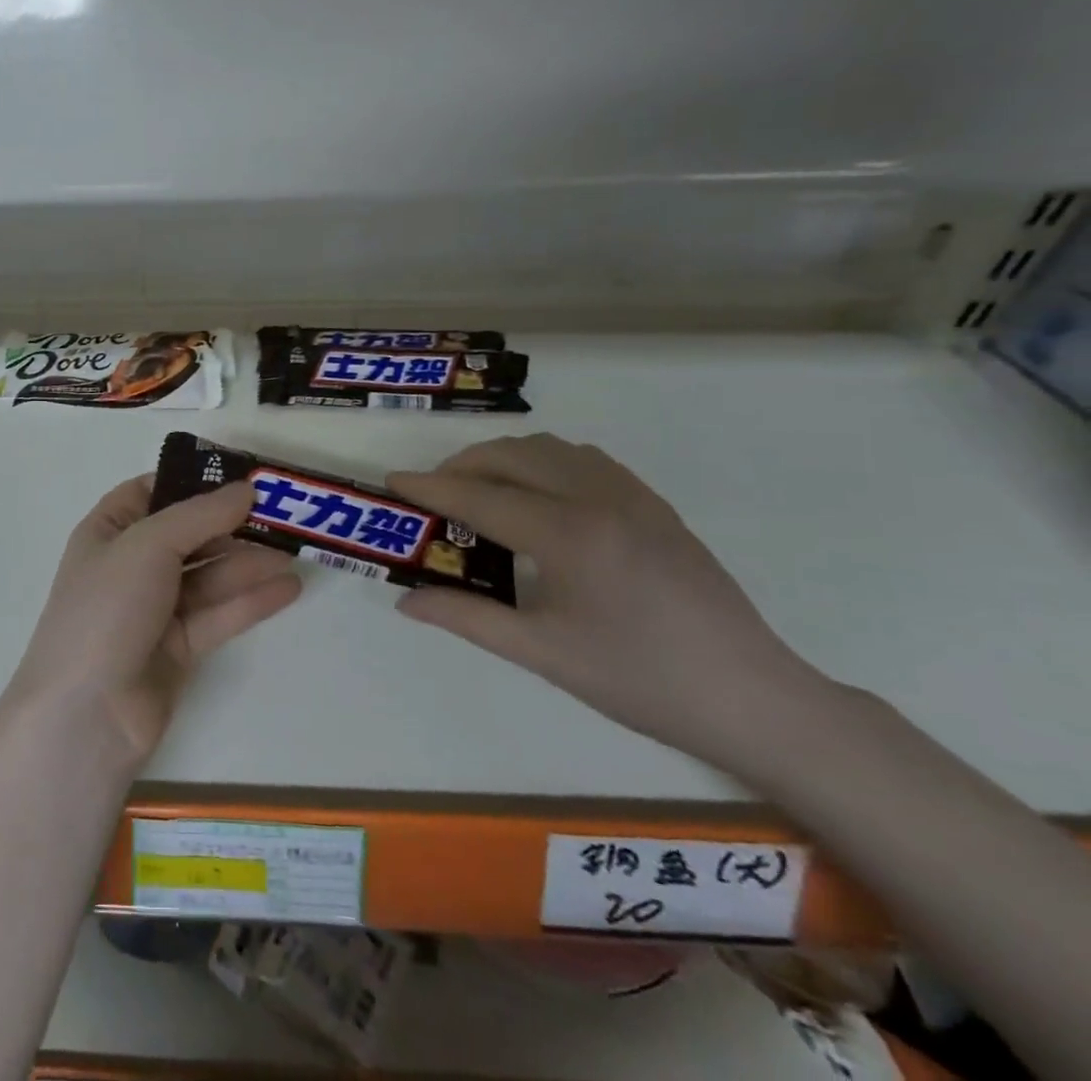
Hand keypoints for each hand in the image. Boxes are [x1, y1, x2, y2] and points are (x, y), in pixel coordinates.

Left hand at [5, 477, 302, 767]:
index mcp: (108, 531)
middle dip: (231, 525)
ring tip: (296, 551)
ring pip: (208, 576)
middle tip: (282, 515)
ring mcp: (154, 608)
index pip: (150, 493)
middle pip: (188, 535)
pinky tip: (289, 588)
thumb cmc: (107, 608)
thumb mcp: (148, 545)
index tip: (239, 477)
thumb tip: (246, 489)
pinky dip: (251, 601)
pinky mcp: (178, 648)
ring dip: (248, 563)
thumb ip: (200, 515)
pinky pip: (218, 615)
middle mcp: (131, 565)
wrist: (86, 714)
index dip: (191, 482)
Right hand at [387, 435, 828, 772]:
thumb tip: (406, 600)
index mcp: (568, 535)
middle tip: (434, 494)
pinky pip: (585, 459)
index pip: (480, 497)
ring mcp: (633, 496)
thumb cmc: (639, 681)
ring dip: (504, 458)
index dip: (430, 488)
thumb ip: (468, 618)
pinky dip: (545, 462)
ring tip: (481, 490)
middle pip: (511, 456)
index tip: (392, 481)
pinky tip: (540, 496)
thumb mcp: (543, 654)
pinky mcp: (655, 505)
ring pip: (549, 448)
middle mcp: (598, 499)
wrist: (753, 698)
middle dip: (462, 465)